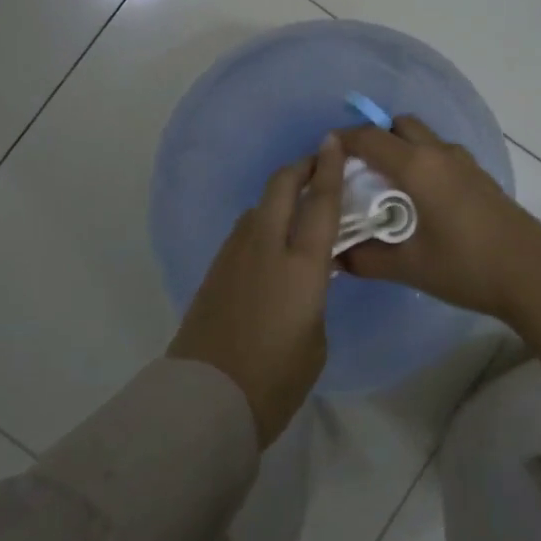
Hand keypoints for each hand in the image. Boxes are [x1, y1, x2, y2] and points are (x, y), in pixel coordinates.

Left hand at [168, 135, 344, 445]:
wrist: (206, 399)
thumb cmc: (275, 378)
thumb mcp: (315, 338)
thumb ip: (314, 297)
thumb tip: (304, 281)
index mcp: (301, 264)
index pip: (320, 202)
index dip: (329, 168)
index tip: (334, 142)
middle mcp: (267, 245)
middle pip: (282, 187)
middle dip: (300, 168)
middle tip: (317, 165)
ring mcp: (236, 253)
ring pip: (260, 205)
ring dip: (280, 195)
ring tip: (297, 207)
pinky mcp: (216, 267)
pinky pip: (246, 229)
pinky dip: (263, 220)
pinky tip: (271, 240)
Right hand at [334, 116, 540, 321]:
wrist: (532, 276)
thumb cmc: (466, 267)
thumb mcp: (410, 267)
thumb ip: (367, 259)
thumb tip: (336, 257)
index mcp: (418, 167)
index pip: (370, 138)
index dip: (344, 140)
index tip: (325, 153)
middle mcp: (439, 153)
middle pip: (400, 125)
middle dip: (375, 137)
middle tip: (358, 168)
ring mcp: (464, 162)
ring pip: (424, 137)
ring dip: (401, 147)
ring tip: (386, 184)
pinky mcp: (480, 176)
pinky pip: (441, 153)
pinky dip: (422, 160)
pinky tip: (420, 198)